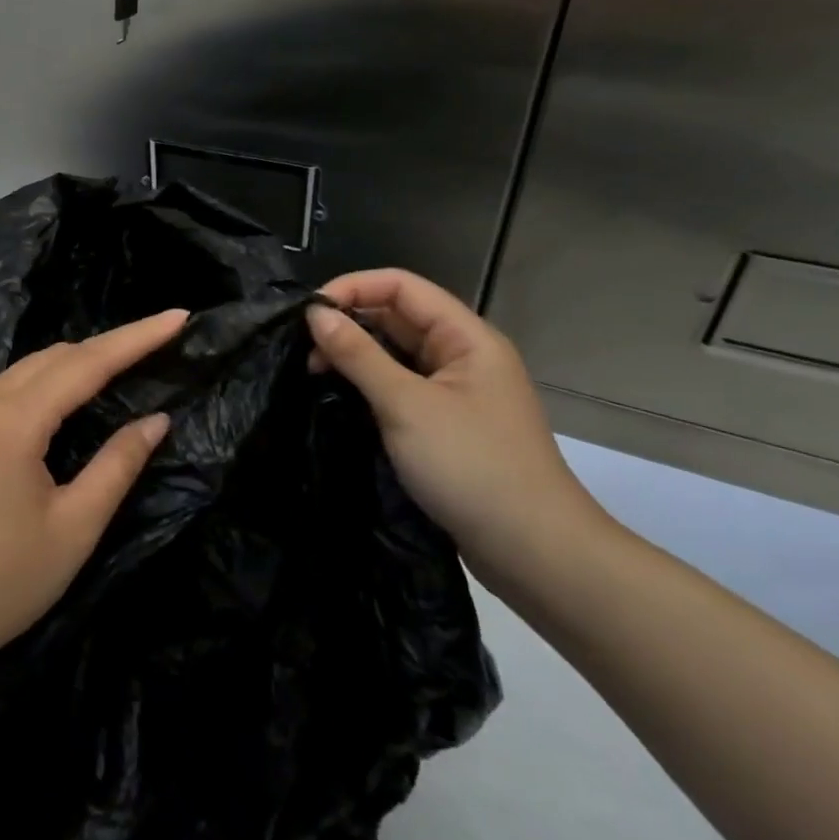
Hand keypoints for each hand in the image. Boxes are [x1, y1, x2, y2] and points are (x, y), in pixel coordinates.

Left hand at [0, 309, 189, 674]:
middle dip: (110, 345)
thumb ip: (118, 465)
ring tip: (125, 362)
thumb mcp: (74, 527)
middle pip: (56, 356)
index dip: (136, 338)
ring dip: (78, 361)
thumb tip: (156, 420)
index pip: (86, 363)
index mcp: (12, 421)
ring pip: (29, 368)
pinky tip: (69, 395)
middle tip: (159, 341)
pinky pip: (8, 387)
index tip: (178, 317)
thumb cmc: (2, 583)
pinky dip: (47, 381)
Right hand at [306, 270, 607, 582]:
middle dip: (349, 324)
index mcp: (466, 337)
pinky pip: (401, 387)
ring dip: (356, 356)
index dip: (353, 288)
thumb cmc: (471, 466)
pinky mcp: (447, 425)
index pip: (401, 286)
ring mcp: (456, 392)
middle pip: (398, 317)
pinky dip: (370, 385)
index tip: (308, 314)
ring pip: (397, 354)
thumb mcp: (406, 405)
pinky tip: (341, 398)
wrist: (534, 553)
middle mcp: (463, 355)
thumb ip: (358, 355)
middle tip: (304, 350)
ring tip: (315, 373)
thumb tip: (316, 314)